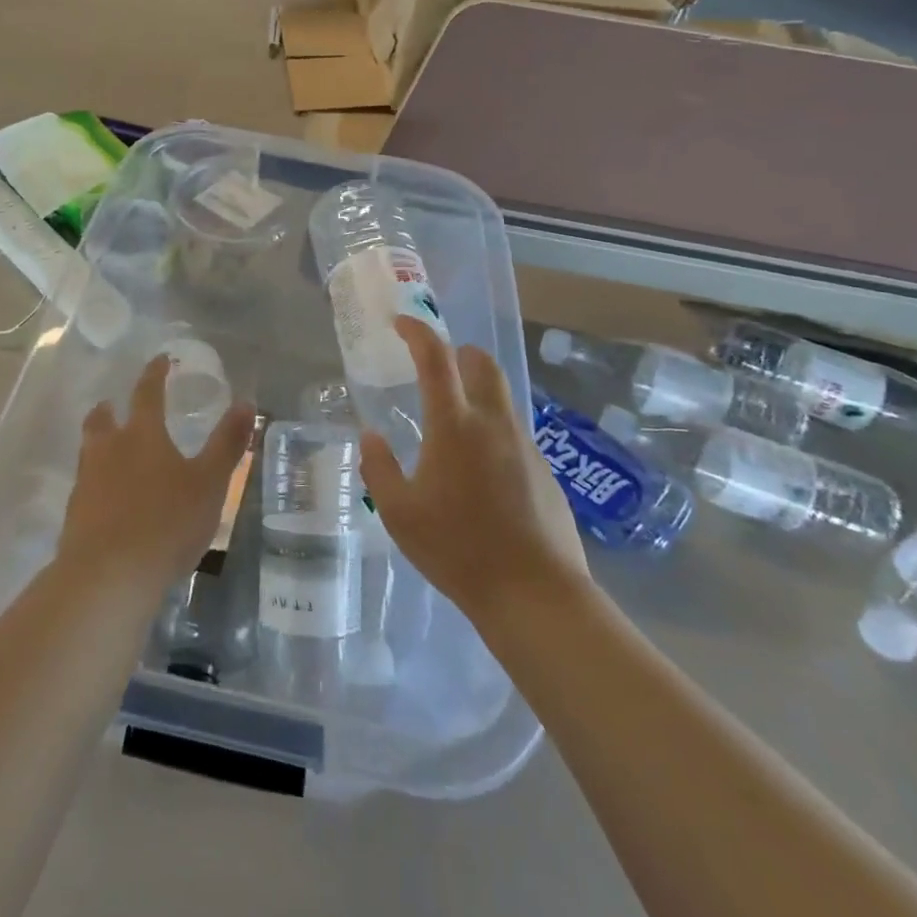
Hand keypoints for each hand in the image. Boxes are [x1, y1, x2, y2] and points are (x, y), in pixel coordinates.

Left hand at [58, 357, 256, 589]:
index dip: (154, 374)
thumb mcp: (210, 483)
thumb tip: (246, 403)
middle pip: (103, 419)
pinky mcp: (75, 515)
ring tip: (109, 448)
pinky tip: (107, 497)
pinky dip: (96, 481)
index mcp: (143, 434)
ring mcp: (87, 482)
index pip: (147, 393)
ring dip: (99, 442)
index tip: (159, 360)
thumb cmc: (167, 522)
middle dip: (110, 409)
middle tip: (113, 404)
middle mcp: (109, 449)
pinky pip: (85, 485)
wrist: (108, 576)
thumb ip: (227, 443)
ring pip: (89, 450)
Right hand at [358, 318, 588, 621]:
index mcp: (454, 425)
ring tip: (451, 427)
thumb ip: (380, 468)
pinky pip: (514, 433)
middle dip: (458, 353)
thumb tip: (371, 436)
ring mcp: (525, 445)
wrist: (535, 593)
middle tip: (436, 367)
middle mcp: (494, 423)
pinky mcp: (546, 470)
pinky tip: (480, 473)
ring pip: (501, 398)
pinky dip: (492, 431)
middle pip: (483, 364)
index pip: (436, 358)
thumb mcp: (399, 513)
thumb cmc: (457, 548)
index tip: (401, 324)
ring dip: (476, 393)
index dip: (417, 332)